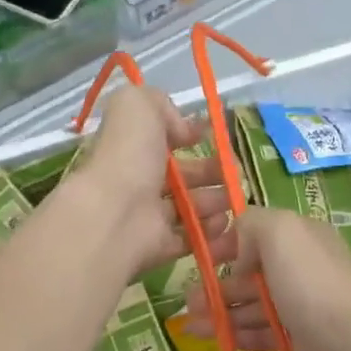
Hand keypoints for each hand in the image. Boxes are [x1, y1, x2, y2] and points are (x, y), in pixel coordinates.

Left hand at [68, 85, 239, 278]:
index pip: (163, 140)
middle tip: (235, 172)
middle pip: (182, 176)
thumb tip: (182, 128)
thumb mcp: (137, 105)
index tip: (214, 137)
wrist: (115, 214)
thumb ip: (158, 102)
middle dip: (212, 171)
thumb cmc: (128, 156)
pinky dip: (211, 234)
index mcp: (133, 147)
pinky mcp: (159, 247)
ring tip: (233, 200)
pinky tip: (226, 225)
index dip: (189, 136)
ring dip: (215, 201)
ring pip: (189, 207)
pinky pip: (191, 239)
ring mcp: (148, 217)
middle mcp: (139, 181)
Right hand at [181, 209, 350, 350]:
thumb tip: (238, 244)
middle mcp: (303, 266)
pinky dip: (238, 334)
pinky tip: (215, 340)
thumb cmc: (312, 284)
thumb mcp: (280, 232)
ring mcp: (303, 304)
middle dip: (217, 283)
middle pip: (251, 271)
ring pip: (254, 304)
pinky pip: (264, 332)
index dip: (225, 243)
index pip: (255, 232)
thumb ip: (252, 223)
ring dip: (221, 311)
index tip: (199, 259)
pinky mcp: (302, 338)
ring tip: (191, 324)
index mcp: (300, 236)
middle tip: (188, 300)